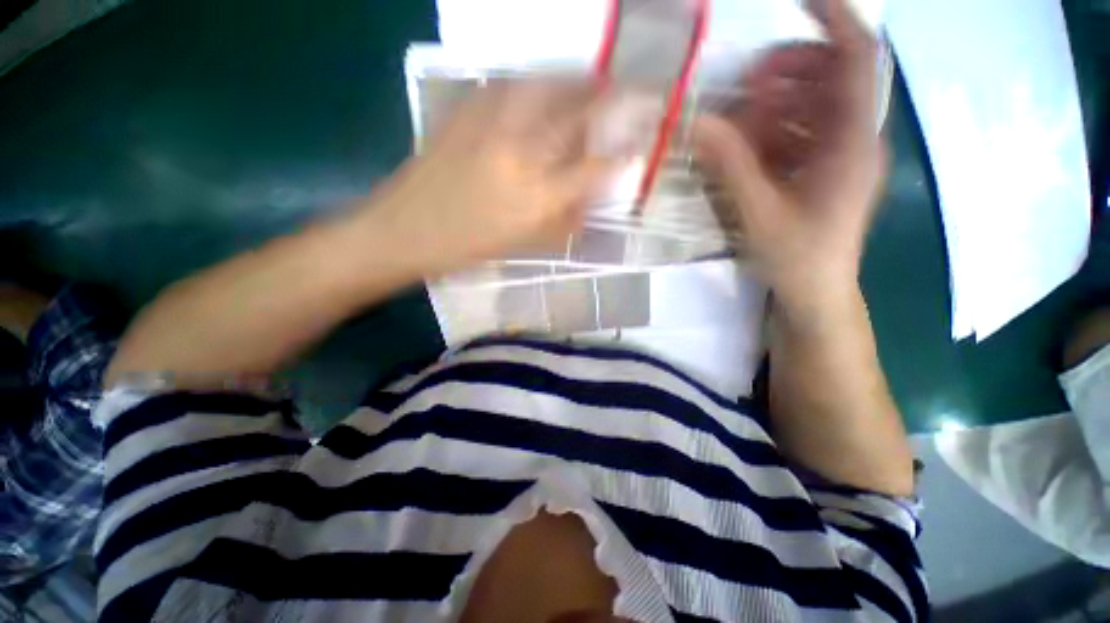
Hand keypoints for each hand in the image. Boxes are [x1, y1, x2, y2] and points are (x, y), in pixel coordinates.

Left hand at [370, 80, 619, 274]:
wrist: (406, 229)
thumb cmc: (468, 248)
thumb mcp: (523, 245)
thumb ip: (562, 223)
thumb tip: (588, 203)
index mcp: (538, 197)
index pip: (595, 169)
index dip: (623, 157)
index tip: (638, 148)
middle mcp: (523, 154)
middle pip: (577, 111)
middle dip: (610, 97)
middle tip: (628, 91)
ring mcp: (492, 125)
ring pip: (546, 84)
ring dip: (575, 80)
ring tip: (590, 82)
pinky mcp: (465, 110)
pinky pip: (509, 83)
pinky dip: (534, 81)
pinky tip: (540, 87)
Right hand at [694, 0, 886, 312]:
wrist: (815, 292)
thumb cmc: (797, 257)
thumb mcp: (759, 211)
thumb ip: (731, 165)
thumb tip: (698, 121)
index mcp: (852, 144)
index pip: (857, 60)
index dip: (834, 20)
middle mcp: (854, 139)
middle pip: (831, 77)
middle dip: (788, 70)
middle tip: (746, 84)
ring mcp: (839, 155)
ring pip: (814, 105)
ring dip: (776, 102)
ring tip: (740, 118)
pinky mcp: (823, 170)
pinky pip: (802, 133)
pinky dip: (774, 129)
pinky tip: (748, 144)